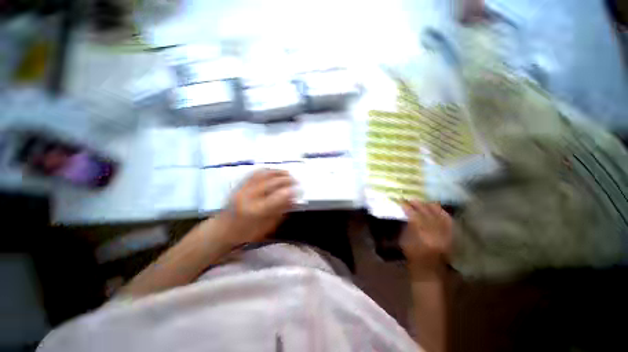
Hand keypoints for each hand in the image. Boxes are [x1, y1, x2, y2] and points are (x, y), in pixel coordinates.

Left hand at [214, 169, 295, 247]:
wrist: (223, 229)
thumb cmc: (247, 232)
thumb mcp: (267, 226)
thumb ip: (281, 211)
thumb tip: (294, 199)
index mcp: (257, 211)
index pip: (278, 197)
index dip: (291, 191)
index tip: (300, 189)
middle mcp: (249, 197)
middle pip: (272, 182)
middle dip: (287, 179)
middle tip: (296, 180)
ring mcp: (243, 189)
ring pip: (263, 174)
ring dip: (278, 172)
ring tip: (287, 173)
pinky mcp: (239, 185)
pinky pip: (254, 173)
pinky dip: (266, 170)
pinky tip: (273, 171)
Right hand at [400, 201, 452, 277]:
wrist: (429, 271)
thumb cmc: (413, 257)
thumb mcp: (404, 241)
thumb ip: (407, 226)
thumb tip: (408, 214)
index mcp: (421, 237)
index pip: (414, 217)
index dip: (408, 208)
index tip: (402, 201)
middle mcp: (435, 235)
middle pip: (428, 215)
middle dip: (419, 205)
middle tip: (412, 199)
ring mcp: (445, 236)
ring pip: (439, 216)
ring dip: (431, 207)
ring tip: (424, 201)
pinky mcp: (451, 237)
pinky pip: (449, 222)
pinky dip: (443, 213)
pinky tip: (438, 208)